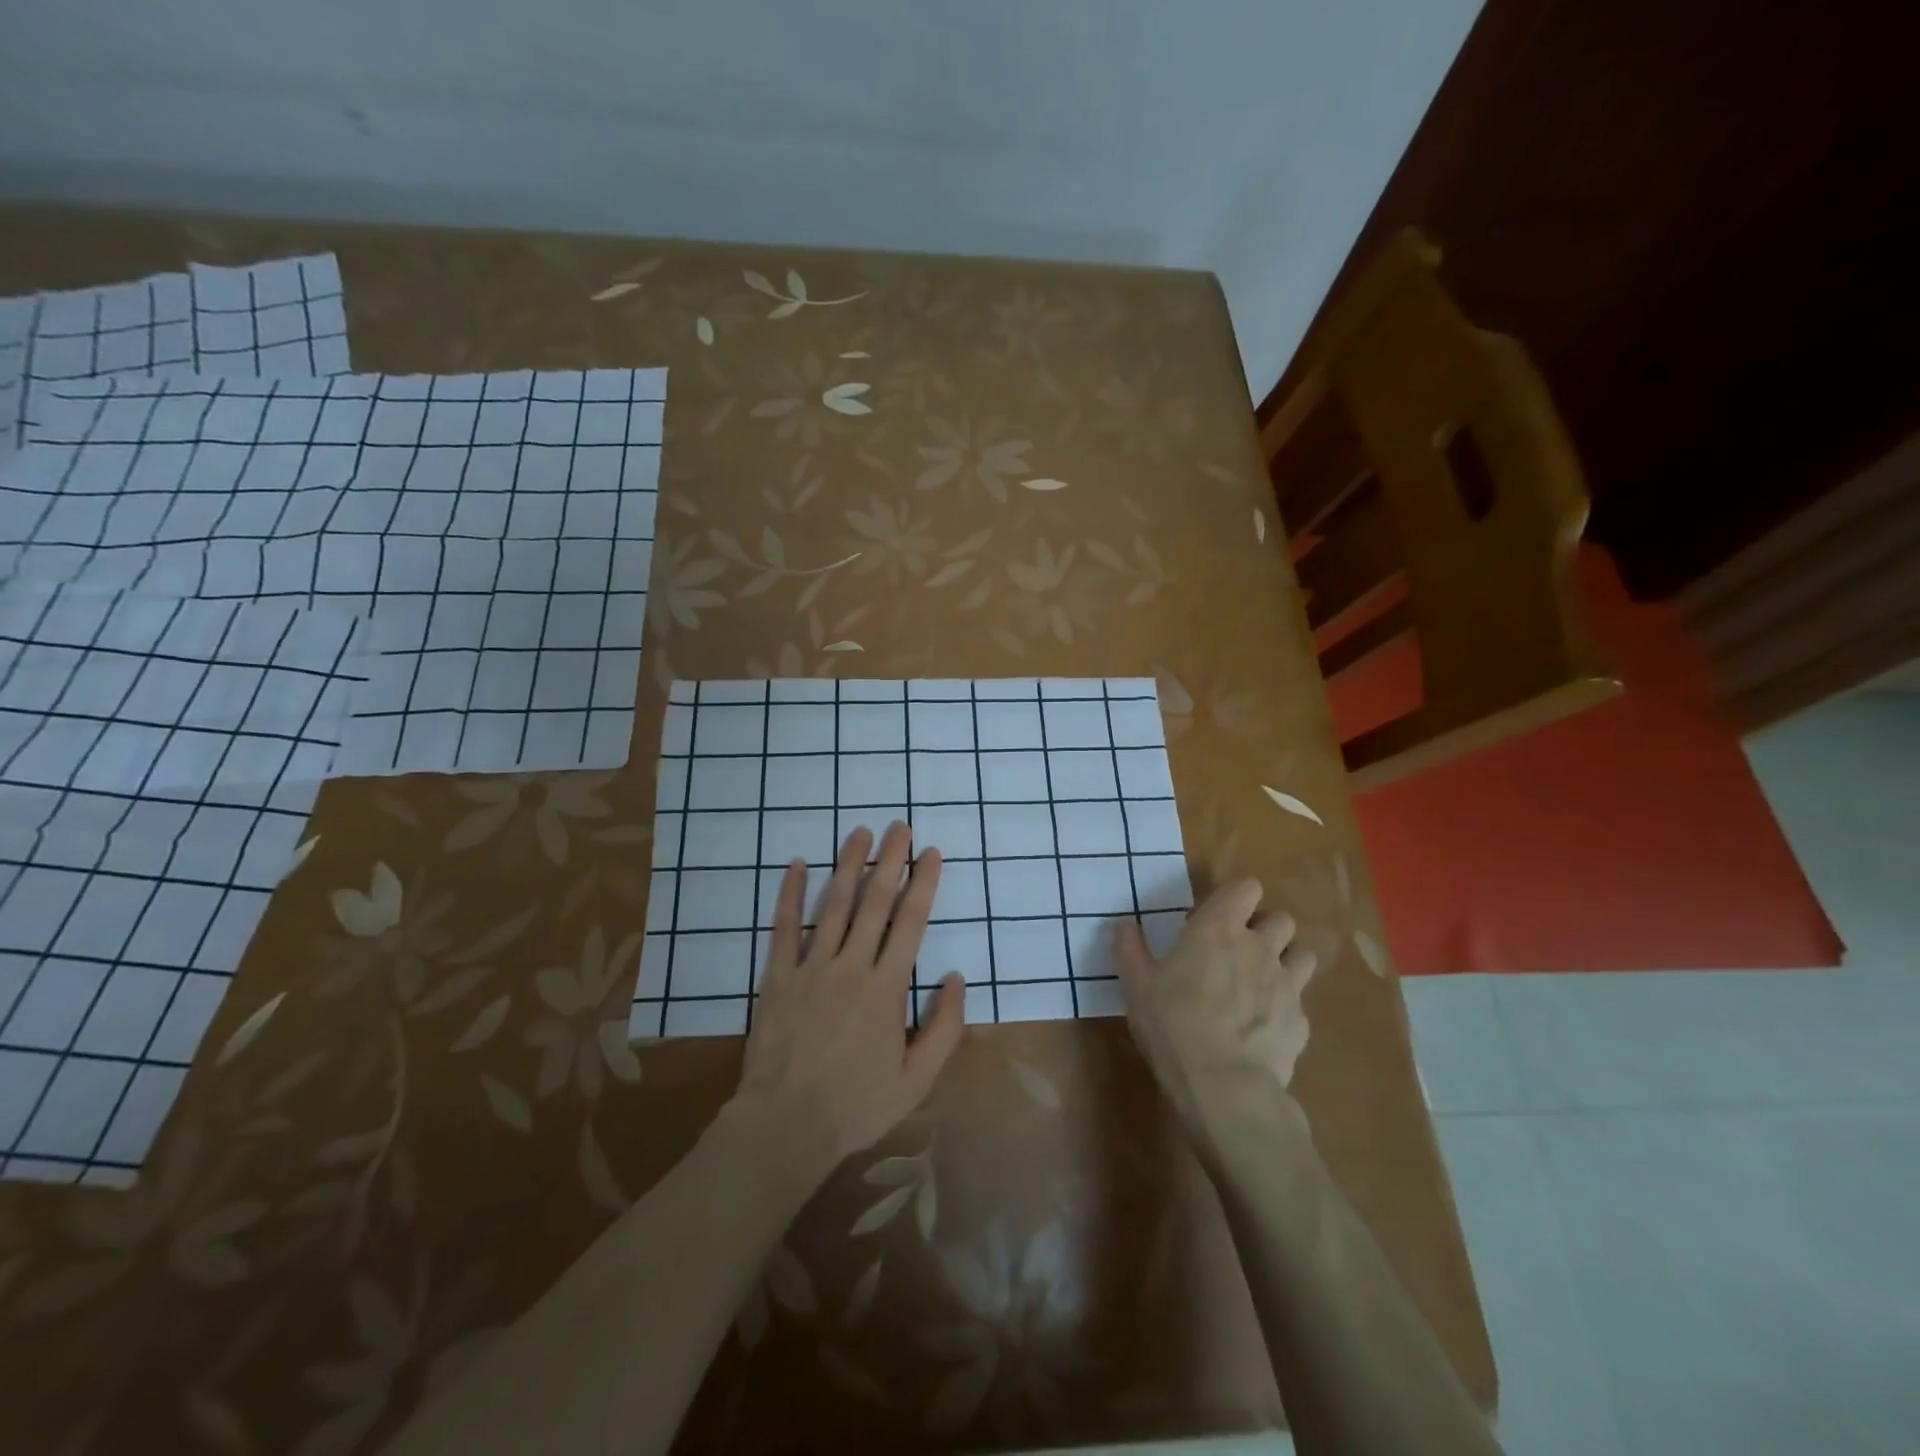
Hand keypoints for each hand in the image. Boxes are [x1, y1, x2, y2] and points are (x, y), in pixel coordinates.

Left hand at [733, 822, 966, 1176]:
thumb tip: (957, 977)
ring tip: (860, 833)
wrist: (785, 1125)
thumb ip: (945, 1027)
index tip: (930, 853)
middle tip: (899, 826)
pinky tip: (798, 865)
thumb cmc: (856, 1104)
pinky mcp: (777, 976)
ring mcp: (810, 968)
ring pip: (833, 905)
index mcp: (886, 988)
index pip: (910, 923)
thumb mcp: (917, 1079)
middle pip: (874, 903)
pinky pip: (784, 927)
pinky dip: (791, 894)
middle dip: (890, 861)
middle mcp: (851, 966)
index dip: (922, 884)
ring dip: (848, 865)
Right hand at [1114, 877, 1317, 1132]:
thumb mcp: (1136, 985)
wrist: (1224, 1086)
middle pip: (1282, 918)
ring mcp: (1287, 985)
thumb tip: (1123, 924)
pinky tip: (1264, 1026)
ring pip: (1302, 954)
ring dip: (1287, 960)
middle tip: (1240, 949)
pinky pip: (1299, 1002)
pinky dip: (1286, 1007)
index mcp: (1219, 929)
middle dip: (1266, 927)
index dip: (1238, 896)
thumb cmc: (1173, 1024)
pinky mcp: (1301, 1022)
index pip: (1247, 887)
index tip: (1219, 914)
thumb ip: (1129, 949)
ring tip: (1263, 980)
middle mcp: (1259, 947)